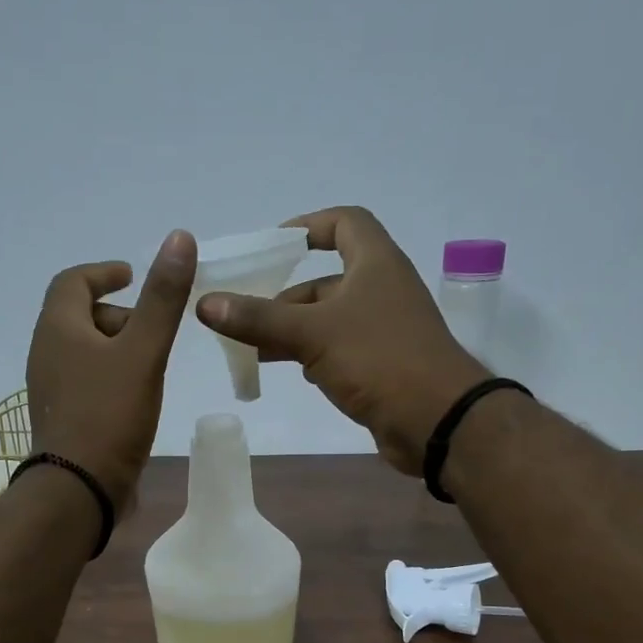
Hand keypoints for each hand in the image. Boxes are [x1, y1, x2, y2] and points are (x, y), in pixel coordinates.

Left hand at [27, 229, 196, 512]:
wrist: (79, 489)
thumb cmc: (109, 415)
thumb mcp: (143, 352)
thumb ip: (163, 299)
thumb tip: (179, 237)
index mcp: (58, 329)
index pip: (72, 282)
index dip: (102, 272)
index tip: (131, 275)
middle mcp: (47, 354)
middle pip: (79, 317)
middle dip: (117, 314)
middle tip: (152, 329)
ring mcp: (52, 389)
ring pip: (84, 352)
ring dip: (117, 348)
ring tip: (151, 363)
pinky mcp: (63, 418)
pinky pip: (87, 381)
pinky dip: (111, 375)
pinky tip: (137, 395)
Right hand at [194, 206, 487, 474]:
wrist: (437, 420)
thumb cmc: (379, 359)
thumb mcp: (313, 333)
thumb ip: (259, 319)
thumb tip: (205, 303)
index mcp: (374, 263)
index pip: (345, 222)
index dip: (308, 225)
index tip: (272, 245)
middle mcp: (381, 289)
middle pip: (326, 279)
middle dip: (284, 297)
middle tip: (244, 315)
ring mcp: (383, 330)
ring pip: (328, 319)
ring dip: (292, 330)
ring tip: (253, 349)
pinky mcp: (381, 365)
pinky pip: (338, 350)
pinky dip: (311, 355)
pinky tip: (289, 371)